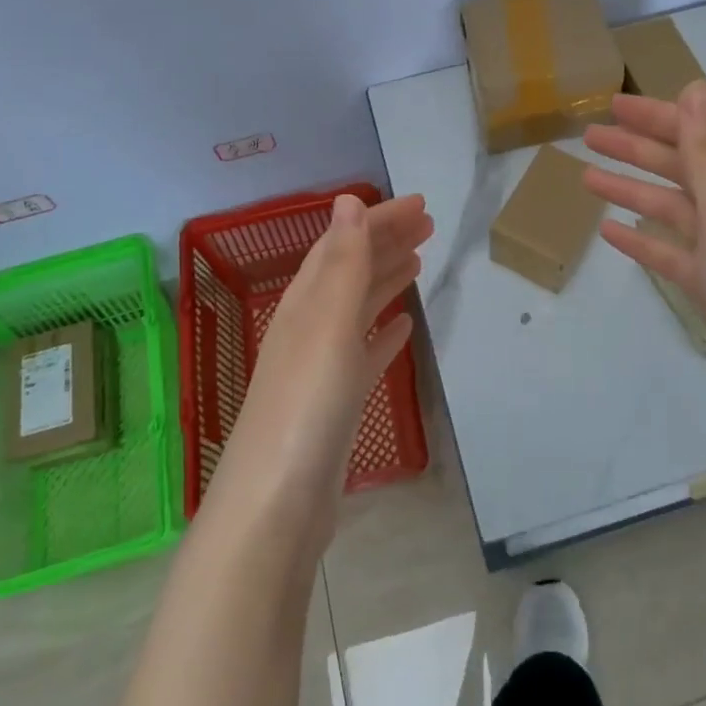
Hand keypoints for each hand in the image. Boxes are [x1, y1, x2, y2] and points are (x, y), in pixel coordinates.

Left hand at [206, 193, 433, 531]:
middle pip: (351, 272)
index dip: (378, 220)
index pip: (343, 245)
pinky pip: (364, 353)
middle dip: (386, 242)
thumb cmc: (306, 405)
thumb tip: (347, 200)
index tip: (420, 204)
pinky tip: (403, 330)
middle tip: (428, 224)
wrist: (277, 505)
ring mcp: (321, 368)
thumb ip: (342, 263)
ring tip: (419, 262)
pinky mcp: (335, 404)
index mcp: (305, 304)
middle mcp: (309, 327)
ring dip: (386, 280)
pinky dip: (383, 333)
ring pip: (358, 309)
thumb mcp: (326, 323)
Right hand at [582, 81, 705, 451]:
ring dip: (633, 191)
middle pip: (684, 170)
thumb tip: (698, 87)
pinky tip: (612, 234)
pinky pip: (673, 256)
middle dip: (638, 149)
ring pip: (674, 212)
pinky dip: (644, 241)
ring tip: (587, 180)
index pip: (700, 136)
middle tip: (589, 137)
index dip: (658, 116)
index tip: (612, 103)